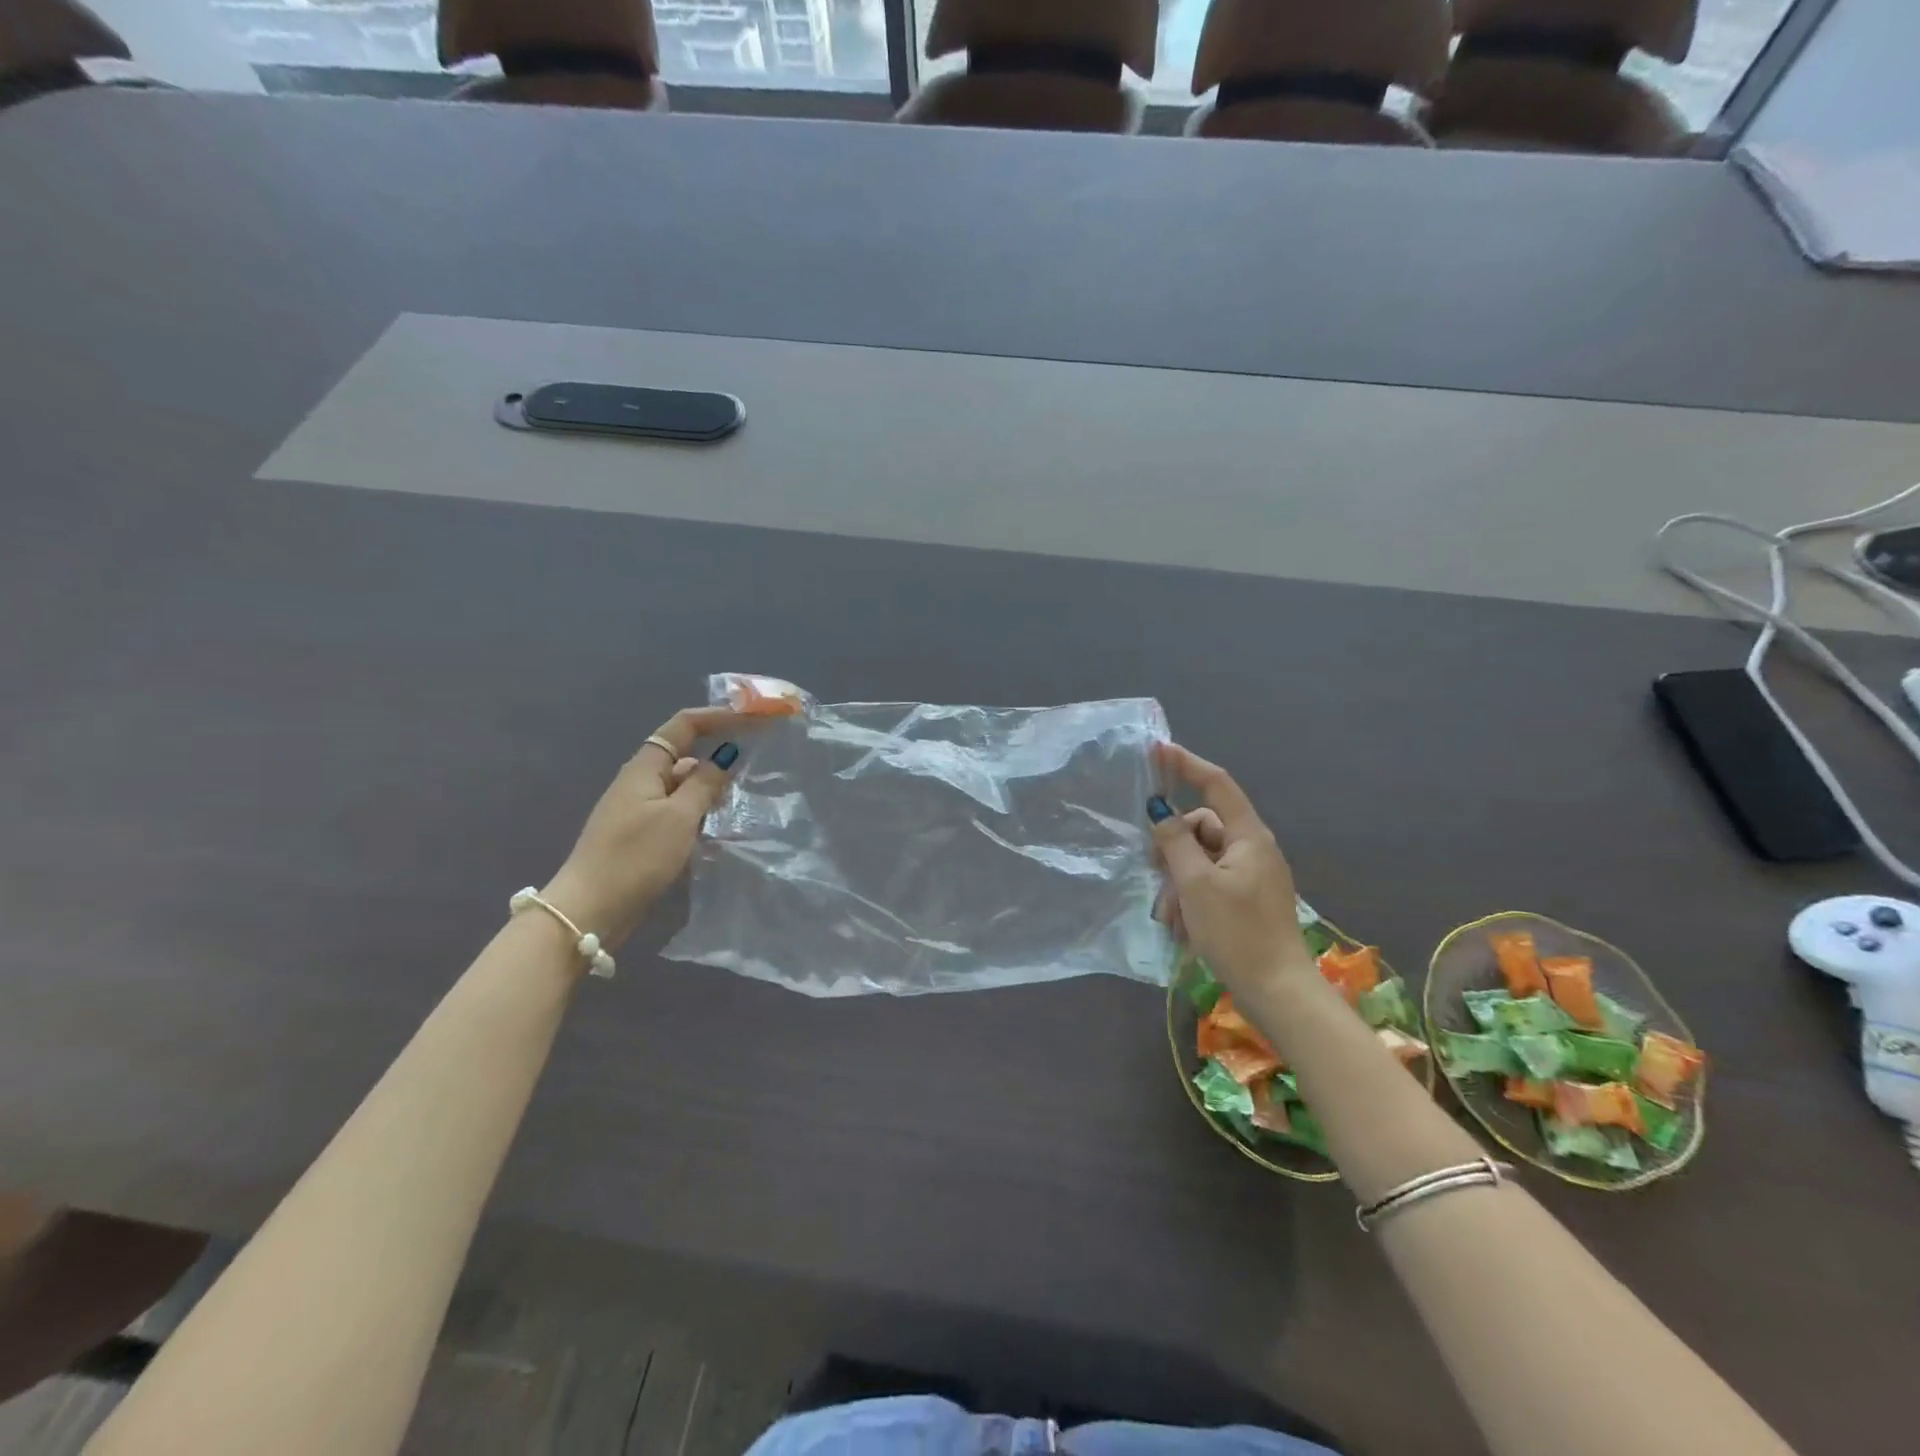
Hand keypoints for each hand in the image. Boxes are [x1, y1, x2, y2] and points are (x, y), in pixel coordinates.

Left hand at [540, 707, 745, 948]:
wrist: (590, 910)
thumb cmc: (635, 857)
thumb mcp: (679, 817)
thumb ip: (705, 784)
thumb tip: (726, 755)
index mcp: (645, 767)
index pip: (684, 725)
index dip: (719, 716)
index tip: (755, 718)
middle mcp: (640, 781)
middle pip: (685, 754)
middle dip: (720, 752)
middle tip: (760, 759)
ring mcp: (639, 809)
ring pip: (683, 785)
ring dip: (712, 785)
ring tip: (746, 794)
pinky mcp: (641, 835)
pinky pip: (678, 810)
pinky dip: (700, 810)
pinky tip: (720, 825)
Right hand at [1149, 743, 1312, 992]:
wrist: (1277, 992)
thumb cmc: (1236, 932)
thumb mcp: (1195, 884)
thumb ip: (1174, 841)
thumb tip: (1159, 809)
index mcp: (1249, 836)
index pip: (1216, 784)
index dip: (1186, 764)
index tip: (1156, 750)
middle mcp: (1253, 849)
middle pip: (1202, 828)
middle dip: (1173, 850)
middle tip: (1153, 873)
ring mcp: (1251, 876)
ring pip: (1201, 860)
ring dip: (1178, 883)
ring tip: (1170, 918)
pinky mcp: (1247, 900)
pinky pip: (1210, 884)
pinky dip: (1191, 899)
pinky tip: (1182, 928)